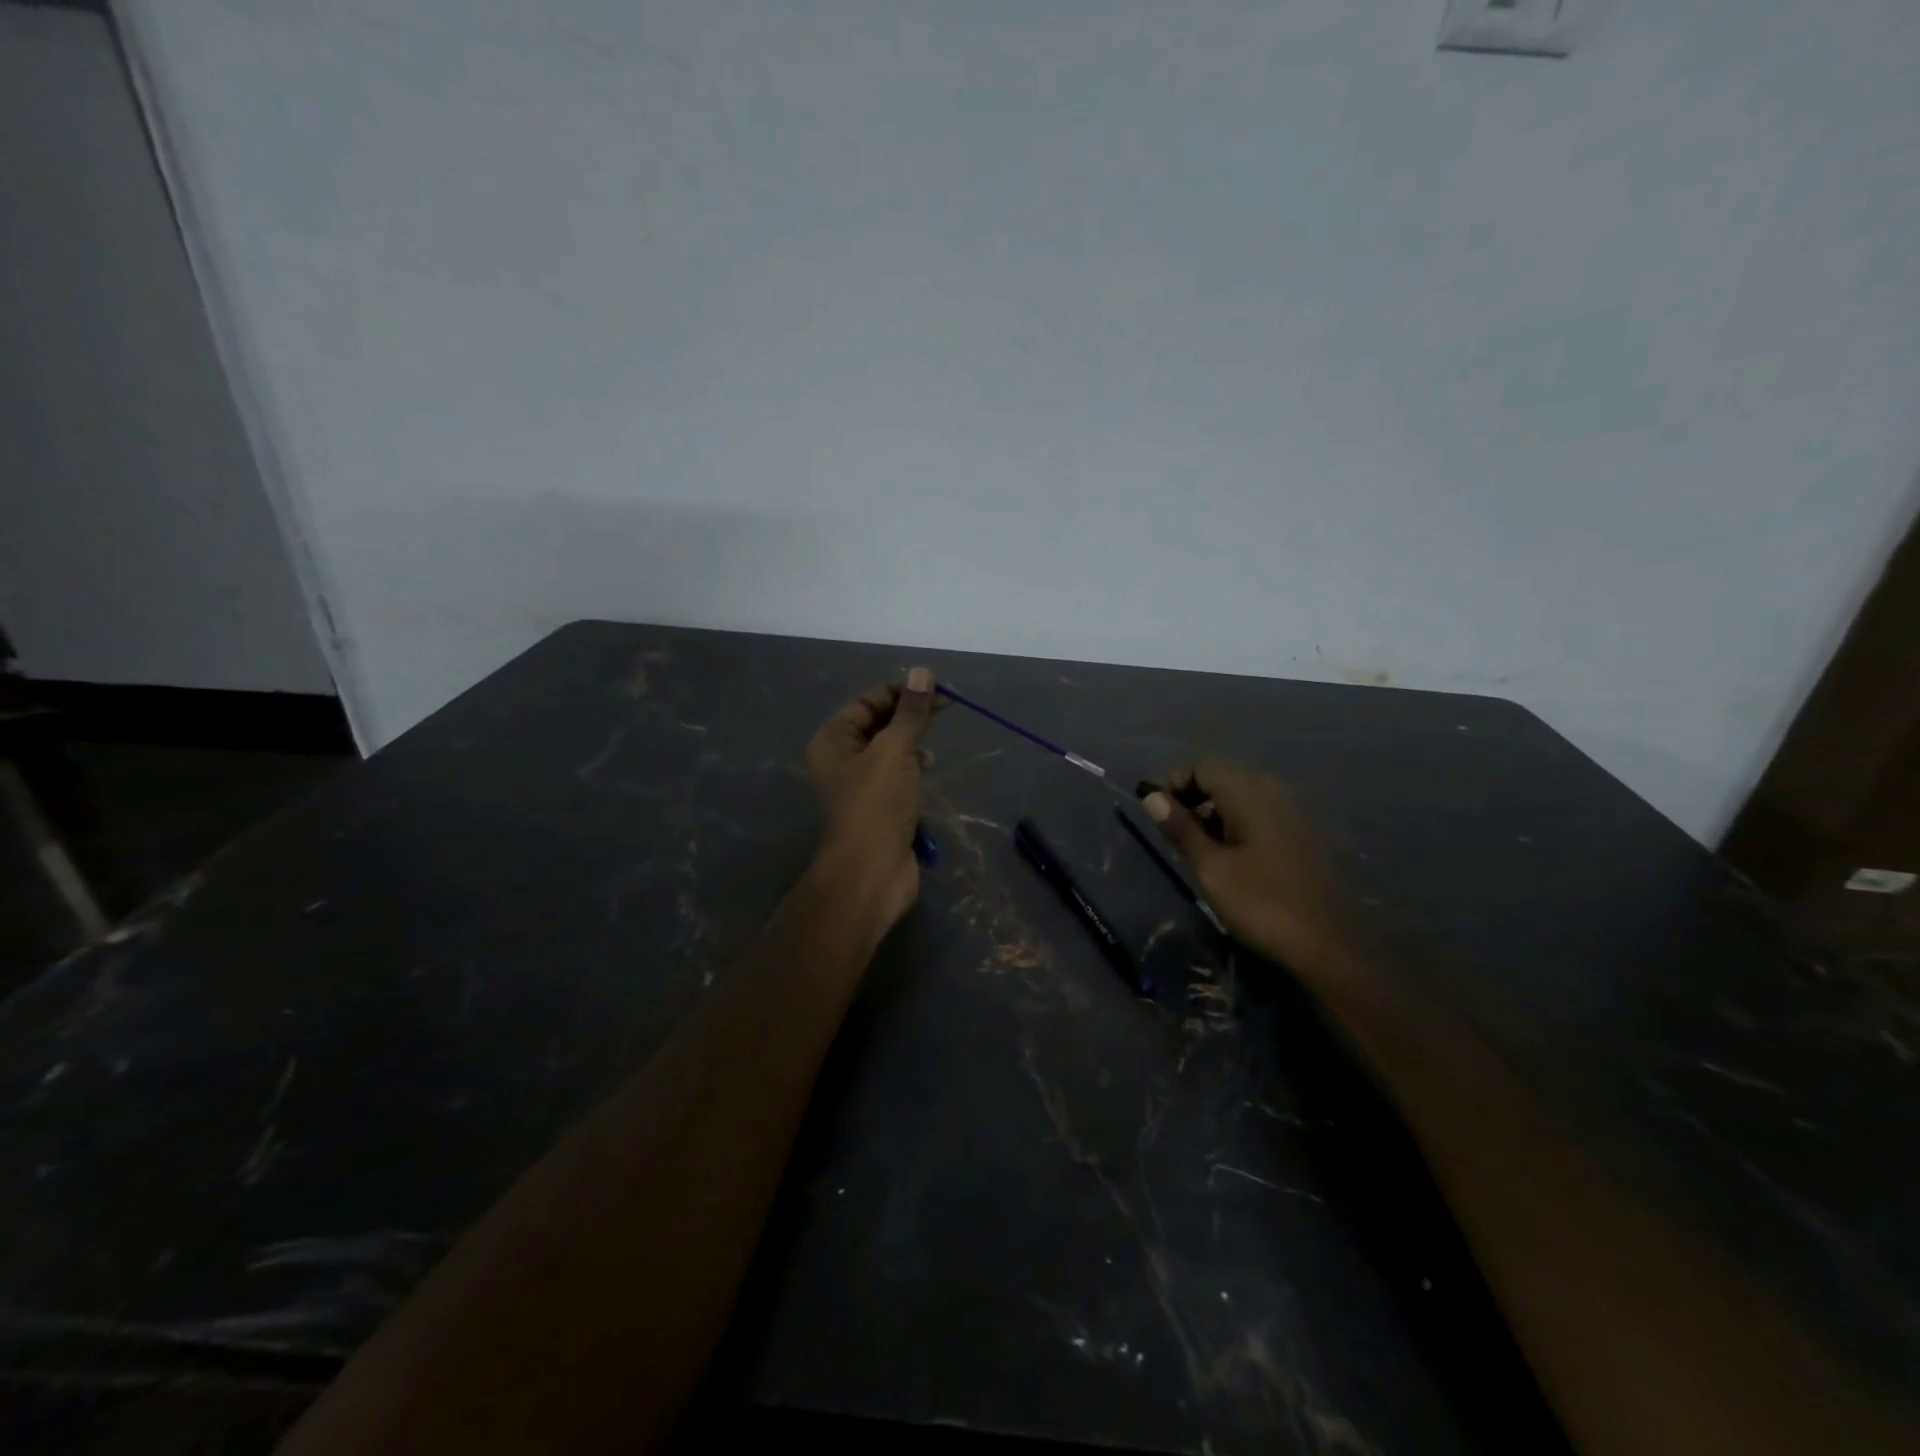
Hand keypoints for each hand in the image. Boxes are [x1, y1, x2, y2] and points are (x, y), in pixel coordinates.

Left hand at [805, 667, 938, 931]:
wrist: (871, 872)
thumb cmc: (876, 804)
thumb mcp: (895, 750)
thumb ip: (910, 712)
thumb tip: (921, 672)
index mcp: (834, 741)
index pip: (867, 702)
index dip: (900, 693)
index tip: (936, 690)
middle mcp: (842, 760)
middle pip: (880, 725)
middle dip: (910, 717)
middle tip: (947, 709)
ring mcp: (861, 786)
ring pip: (891, 752)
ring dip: (914, 745)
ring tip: (933, 749)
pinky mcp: (880, 808)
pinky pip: (899, 778)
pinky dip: (915, 771)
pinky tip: (929, 771)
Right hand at [1142, 760, 1352, 980]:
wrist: (1328, 947)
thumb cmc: (1262, 904)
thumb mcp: (1211, 868)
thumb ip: (1181, 829)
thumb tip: (1152, 797)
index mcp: (1250, 794)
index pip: (1203, 766)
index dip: (1174, 783)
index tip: (1158, 816)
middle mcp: (1273, 793)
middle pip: (1222, 778)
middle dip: (1192, 799)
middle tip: (1174, 835)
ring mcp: (1291, 813)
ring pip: (1240, 798)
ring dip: (1212, 814)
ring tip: (1198, 851)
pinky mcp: (1300, 835)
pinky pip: (1259, 815)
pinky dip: (1235, 826)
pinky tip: (1229, 860)